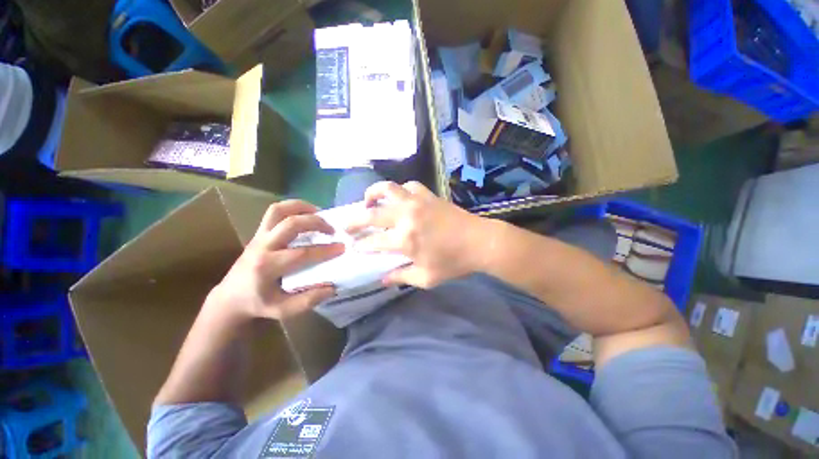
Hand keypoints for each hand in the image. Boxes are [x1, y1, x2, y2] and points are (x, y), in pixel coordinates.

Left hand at [206, 200, 344, 322]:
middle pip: (291, 224)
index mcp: (267, 267)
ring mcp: (259, 237)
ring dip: (302, 207)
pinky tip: (306, 215)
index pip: (302, 253)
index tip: (342, 248)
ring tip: (319, 213)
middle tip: (332, 230)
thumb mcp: (283, 310)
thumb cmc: (258, 304)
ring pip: (279, 210)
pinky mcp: (259, 232)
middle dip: (316, 223)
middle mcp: (262, 247)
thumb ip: (308, 300)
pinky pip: (275, 212)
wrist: (230, 297)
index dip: (324, 250)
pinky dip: (293, 208)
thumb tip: (332, 287)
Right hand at [348, 181, 490, 288]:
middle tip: (346, 224)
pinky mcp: (428, 195)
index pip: (374, 241)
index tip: (354, 246)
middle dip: (355, 220)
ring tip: (367, 201)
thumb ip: (401, 277)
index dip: (362, 244)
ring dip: (372, 194)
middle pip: (372, 214)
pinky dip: (399, 190)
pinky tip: (398, 197)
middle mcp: (406, 217)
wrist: (480, 242)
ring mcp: (417, 202)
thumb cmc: (454, 263)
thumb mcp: (426, 278)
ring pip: (387, 189)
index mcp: (405, 240)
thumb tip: (382, 279)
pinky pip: (408, 186)